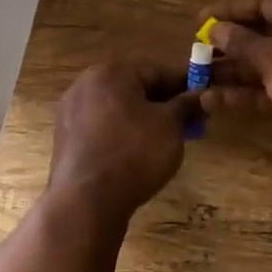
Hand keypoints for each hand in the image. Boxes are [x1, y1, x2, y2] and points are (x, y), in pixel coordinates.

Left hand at [46, 63, 201, 219]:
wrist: (86, 200)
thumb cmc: (134, 153)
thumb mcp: (170, 126)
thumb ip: (187, 106)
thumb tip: (206, 95)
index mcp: (111, 73)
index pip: (157, 72)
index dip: (185, 85)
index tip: (205, 99)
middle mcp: (85, 85)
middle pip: (134, 89)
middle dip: (163, 104)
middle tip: (189, 123)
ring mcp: (71, 112)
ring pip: (117, 110)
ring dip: (142, 120)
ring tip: (165, 141)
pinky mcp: (65, 139)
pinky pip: (102, 129)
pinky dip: (121, 135)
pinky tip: (136, 155)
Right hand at [200, 0, 271, 151]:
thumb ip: (241, 42)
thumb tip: (217, 29)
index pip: (264, 3)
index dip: (231, 9)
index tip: (201, 19)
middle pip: (263, 34)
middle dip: (229, 44)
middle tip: (197, 52)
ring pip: (264, 64)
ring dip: (232, 72)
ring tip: (198, 79)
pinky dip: (246, 93)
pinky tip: (215, 101)